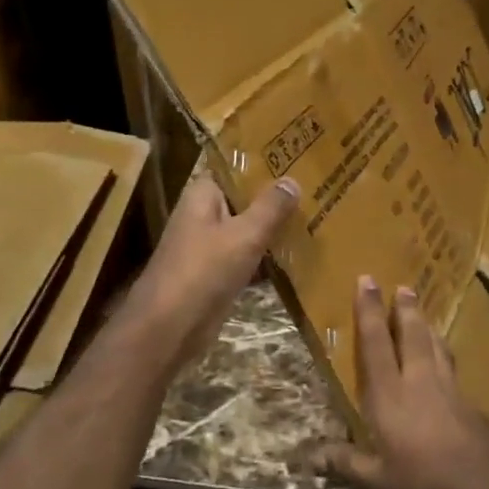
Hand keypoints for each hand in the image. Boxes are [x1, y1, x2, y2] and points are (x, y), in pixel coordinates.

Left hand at [128, 174, 299, 361]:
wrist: (169, 328)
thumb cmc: (204, 271)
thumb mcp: (245, 235)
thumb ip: (270, 207)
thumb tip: (292, 180)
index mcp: (203, 195)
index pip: (235, 169)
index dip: (264, 164)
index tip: (298, 160)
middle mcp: (204, 215)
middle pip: (244, 200)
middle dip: (276, 199)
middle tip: (318, 190)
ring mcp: (209, 247)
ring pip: (248, 231)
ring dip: (274, 230)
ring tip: (316, 219)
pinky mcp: (217, 275)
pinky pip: (247, 259)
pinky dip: (267, 259)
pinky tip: (298, 256)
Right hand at [322, 276, 488, 488]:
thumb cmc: (420, 483)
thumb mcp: (374, 480)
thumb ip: (343, 462)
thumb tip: (309, 456)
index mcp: (389, 395)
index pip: (375, 343)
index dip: (369, 311)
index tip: (367, 281)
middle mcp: (419, 382)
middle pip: (411, 335)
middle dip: (405, 309)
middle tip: (403, 287)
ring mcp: (450, 390)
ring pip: (437, 347)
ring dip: (427, 327)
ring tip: (423, 314)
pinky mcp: (472, 404)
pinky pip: (454, 369)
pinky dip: (446, 356)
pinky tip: (447, 364)